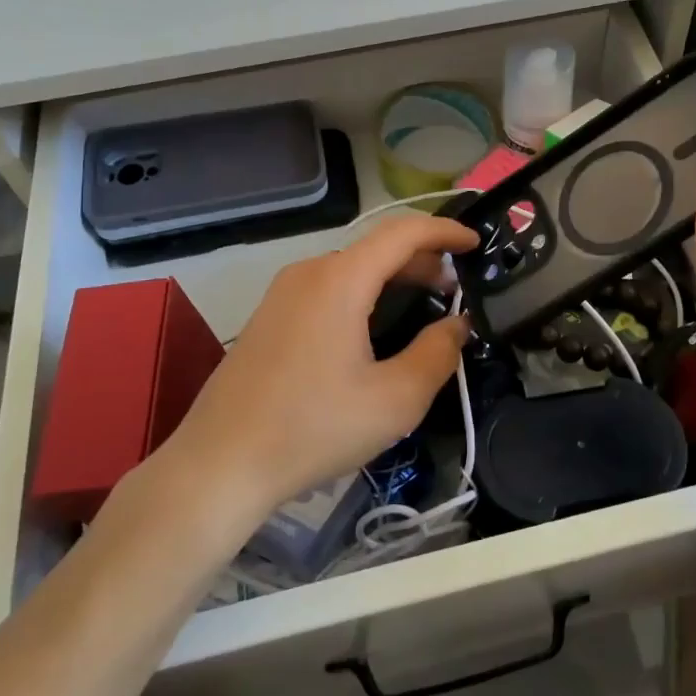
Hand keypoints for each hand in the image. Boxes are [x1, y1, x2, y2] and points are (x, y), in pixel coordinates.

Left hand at [135, 214, 476, 530]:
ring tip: (423, 306)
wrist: (218, 464)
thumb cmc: (313, 428)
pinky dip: (363, 292)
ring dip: (392, 277)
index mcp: (340, 280)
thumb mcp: (395, 400)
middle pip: (376, 248)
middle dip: (422, 260)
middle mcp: (309, 273)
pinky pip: (328, 288)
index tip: (476, 243)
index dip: (445, 231)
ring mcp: (282, 293)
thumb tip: (457, 325)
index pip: (403, 232)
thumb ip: (437, 354)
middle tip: (456, 288)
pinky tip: (374, 328)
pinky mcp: (269, 316)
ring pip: (351, 268)